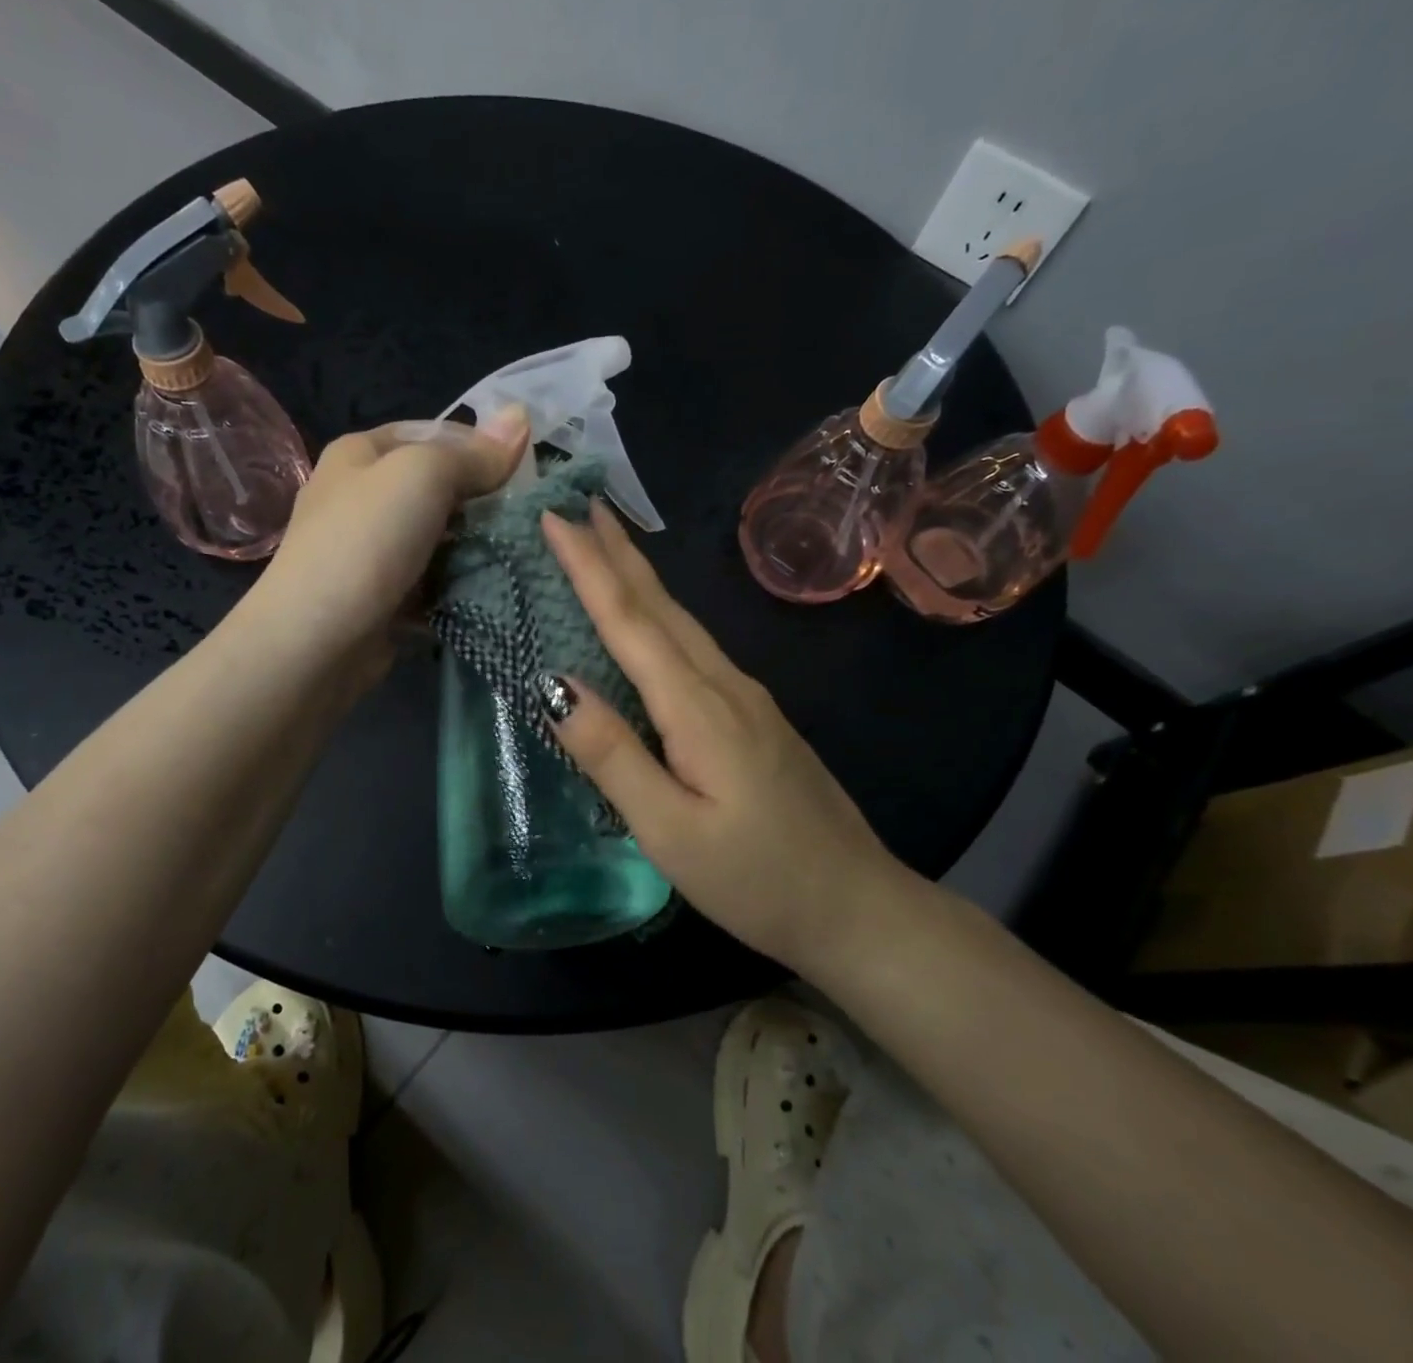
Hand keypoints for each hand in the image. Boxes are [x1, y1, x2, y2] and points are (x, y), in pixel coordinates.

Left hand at [257, 409, 528, 675]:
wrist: (316, 639)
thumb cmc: (366, 542)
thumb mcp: (423, 476)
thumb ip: (474, 454)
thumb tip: (521, 417)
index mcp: (360, 454)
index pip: (433, 434)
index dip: (479, 447)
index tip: (524, 473)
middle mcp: (361, 497)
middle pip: (437, 490)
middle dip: (482, 503)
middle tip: (527, 519)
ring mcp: (371, 551)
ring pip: (438, 540)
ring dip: (475, 549)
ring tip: (519, 556)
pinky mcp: (383, 598)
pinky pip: (432, 582)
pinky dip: (457, 587)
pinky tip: (490, 591)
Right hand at [539, 501, 920, 973]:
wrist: (857, 906)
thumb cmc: (755, 878)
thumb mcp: (669, 829)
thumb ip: (612, 754)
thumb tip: (555, 685)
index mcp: (698, 706)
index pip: (630, 620)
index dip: (589, 568)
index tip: (555, 519)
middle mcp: (724, 684)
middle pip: (660, 605)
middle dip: (617, 551)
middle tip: (579, 506)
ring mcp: (746, 696)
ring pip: (681, 620)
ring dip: (639, 576)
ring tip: (606, 544)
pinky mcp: (754, 714)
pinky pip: (695, 646)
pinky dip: (660, 614)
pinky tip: (651, 618)